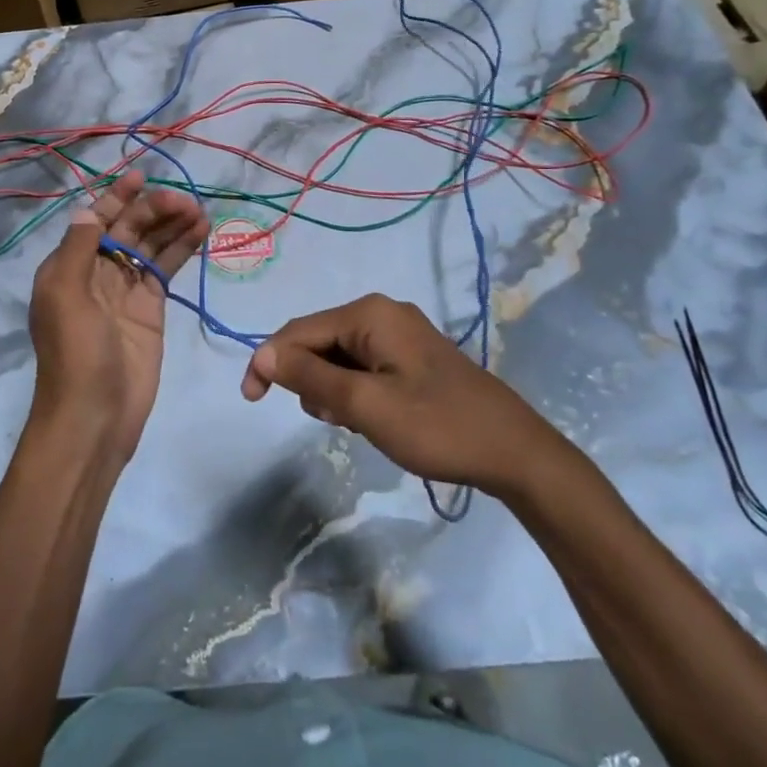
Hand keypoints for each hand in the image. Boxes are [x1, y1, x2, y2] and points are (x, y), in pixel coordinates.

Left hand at [28, 171, 208, 461]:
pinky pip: (166, 269)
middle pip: (127, 228)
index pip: (95, 220)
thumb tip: (88, 209)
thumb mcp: (65, 294)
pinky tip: (201, 231)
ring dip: (172, 225)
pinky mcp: (151, 308)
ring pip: (150, 245)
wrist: (95, 417)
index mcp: (68, 266)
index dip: (117, 197)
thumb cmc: (76, 353)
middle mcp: (96, 272)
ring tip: (199, 210)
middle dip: (153, 210)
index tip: (142, 177)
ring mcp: (126, 290)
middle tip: (185, 202)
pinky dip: (182, 249)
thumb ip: (78, 248)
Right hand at [241, 294, 567, 494]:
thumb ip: (310, 377)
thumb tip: (263, 354)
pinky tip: (374, 419)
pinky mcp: (412, 357)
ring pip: (340, 357)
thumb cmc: (436, 426)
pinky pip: (364, 367)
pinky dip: (355, 392)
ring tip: (357, 424)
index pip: (298, 331)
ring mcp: (400, 334)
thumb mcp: (365, 406)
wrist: (515, 453)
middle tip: (331, 422)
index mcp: (369, 314)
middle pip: (319, 341)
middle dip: (309, 381)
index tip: (251, 401)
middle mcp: (382, 313)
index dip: (269, 362)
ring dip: (333, 391)